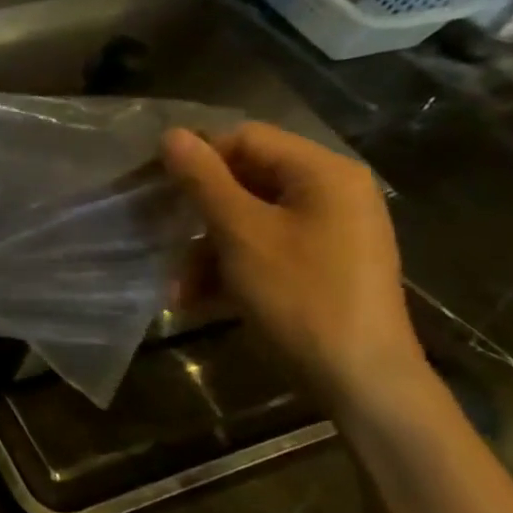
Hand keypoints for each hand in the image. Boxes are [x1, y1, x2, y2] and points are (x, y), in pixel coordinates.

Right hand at [161, 123, 423, 403]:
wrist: (360, 378)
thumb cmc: (300, 295)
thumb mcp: (241, 234)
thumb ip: (204, 181)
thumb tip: (171, 135)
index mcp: (322, 172)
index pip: (245, 138)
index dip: (196, 158)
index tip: (153, 188)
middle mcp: (331, 192)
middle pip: (245, 180)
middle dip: (198, 214)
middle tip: (158, 236)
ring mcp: (329, 230)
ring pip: (249, 220)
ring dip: (207, 250)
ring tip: (179, 289)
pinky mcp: (321, 264)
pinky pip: (265, 249)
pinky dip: (231, 269)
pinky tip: (201, 301)